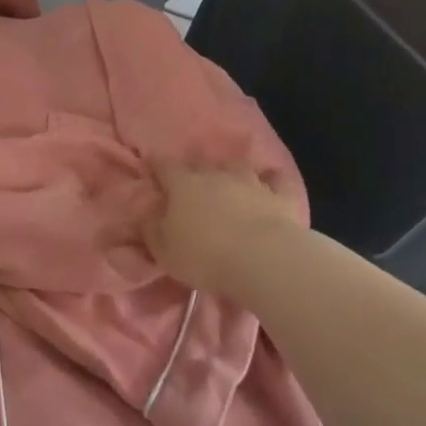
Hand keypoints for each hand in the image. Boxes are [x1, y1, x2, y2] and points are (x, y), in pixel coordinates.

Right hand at [143, 165, 304, 293]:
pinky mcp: (280, 197)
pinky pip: (277, 180)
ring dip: (231, 173)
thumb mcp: (164, 251)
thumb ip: (151, 230)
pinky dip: (272, 179)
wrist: (263, 260)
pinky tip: (271, 182)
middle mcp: (216, 175)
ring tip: (229, 183)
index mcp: (184, 185)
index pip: (165, 166)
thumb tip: (145, 216)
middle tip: (191, 185)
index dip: (157, 165)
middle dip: (194, 171)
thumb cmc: (204, 255)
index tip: (152, 166)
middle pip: (201, 165)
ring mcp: (251, 182)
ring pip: (238, 167)